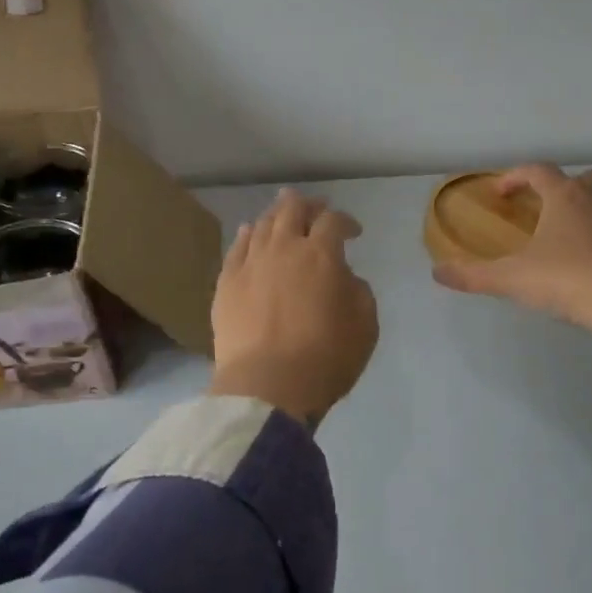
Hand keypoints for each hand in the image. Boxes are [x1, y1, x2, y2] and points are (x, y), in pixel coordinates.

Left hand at [208, 189, 379, 427]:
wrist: (267, 387)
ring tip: (284, 214)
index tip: (353, 233)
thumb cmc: (325, 358)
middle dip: (308, 205)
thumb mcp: (365, 326)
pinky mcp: (226, 283)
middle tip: (316, 209)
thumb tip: (343, 276)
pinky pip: (237, 247)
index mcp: (321, 255)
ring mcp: (250, 264)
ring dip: (278, 215)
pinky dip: (248, 235)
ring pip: (264, 224)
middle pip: (293, 210)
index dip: (346, 221)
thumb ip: (358, 291)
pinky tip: (251, 233)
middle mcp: (283, 248)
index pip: (333, 221)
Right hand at [434, 163, 591, 451]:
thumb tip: (437, 272)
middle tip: (542, 211)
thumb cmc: (568, 280)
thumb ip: (473, 275)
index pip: (537, 171)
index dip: (516, 177)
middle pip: (579, 179)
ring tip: (570, 237)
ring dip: (586, 210)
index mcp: (565, 196)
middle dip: (558, 190)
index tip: (501, 193)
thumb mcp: (513, 279)